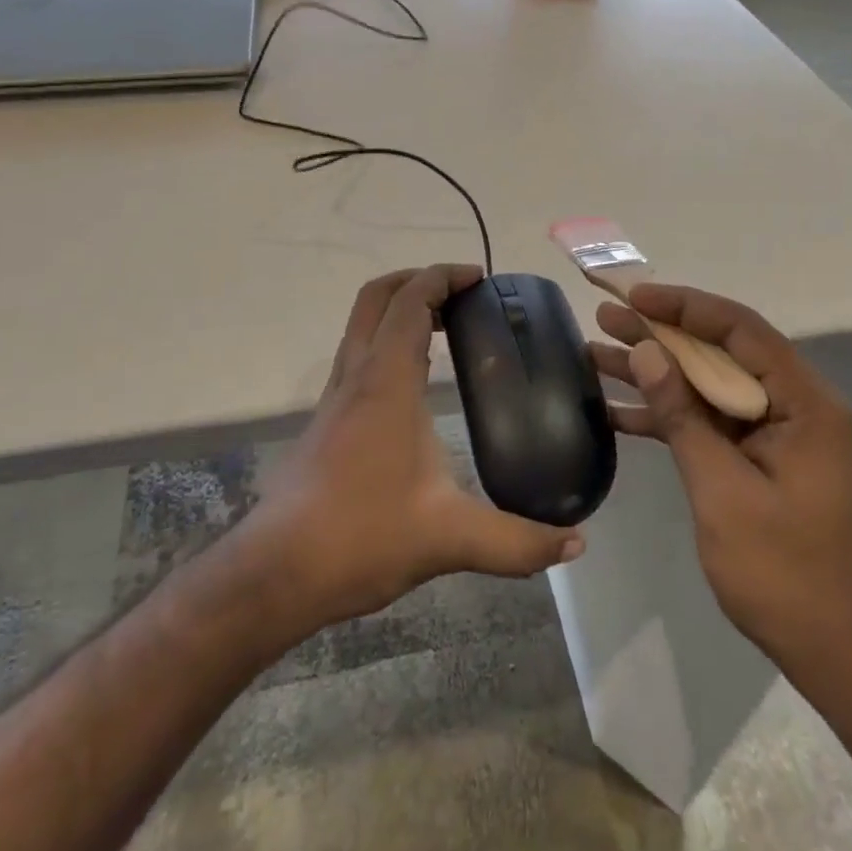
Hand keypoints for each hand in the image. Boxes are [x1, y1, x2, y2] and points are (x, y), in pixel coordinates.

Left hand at [246, 265, 584, 632]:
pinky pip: (357, 355)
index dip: (443, 277)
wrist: (276, 572)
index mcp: (385, 382)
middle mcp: (356, 376)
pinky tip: (413, 384)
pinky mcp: (326, 421)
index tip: (479, 279)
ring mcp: (335, 397)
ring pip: (360, 325)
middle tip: (460, 295)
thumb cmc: (361, 537)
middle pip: (376, 297)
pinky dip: (386, 342)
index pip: (410, 302)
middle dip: (416, 280)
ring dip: (398, 310)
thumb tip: (575, 543)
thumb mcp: (449, 538)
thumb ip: (517, 541)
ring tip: (444, 329)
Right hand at [592, 283, 851, 689]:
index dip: (685, 306)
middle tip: (605, 318)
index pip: (741, 330)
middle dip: (660, 335)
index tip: (636, 297)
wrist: (832, 648)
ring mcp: (775, 430)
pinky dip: (667, 415)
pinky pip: (708, 420)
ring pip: (708, 384)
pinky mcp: (756, 455)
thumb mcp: (722, 489)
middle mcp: (794, 404)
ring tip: (596, 353)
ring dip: (655, 373)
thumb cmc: (783, 570)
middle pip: (720, 352)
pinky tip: (615, 411)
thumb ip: (682, 415)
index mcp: (804, 401)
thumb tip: (646, 352)